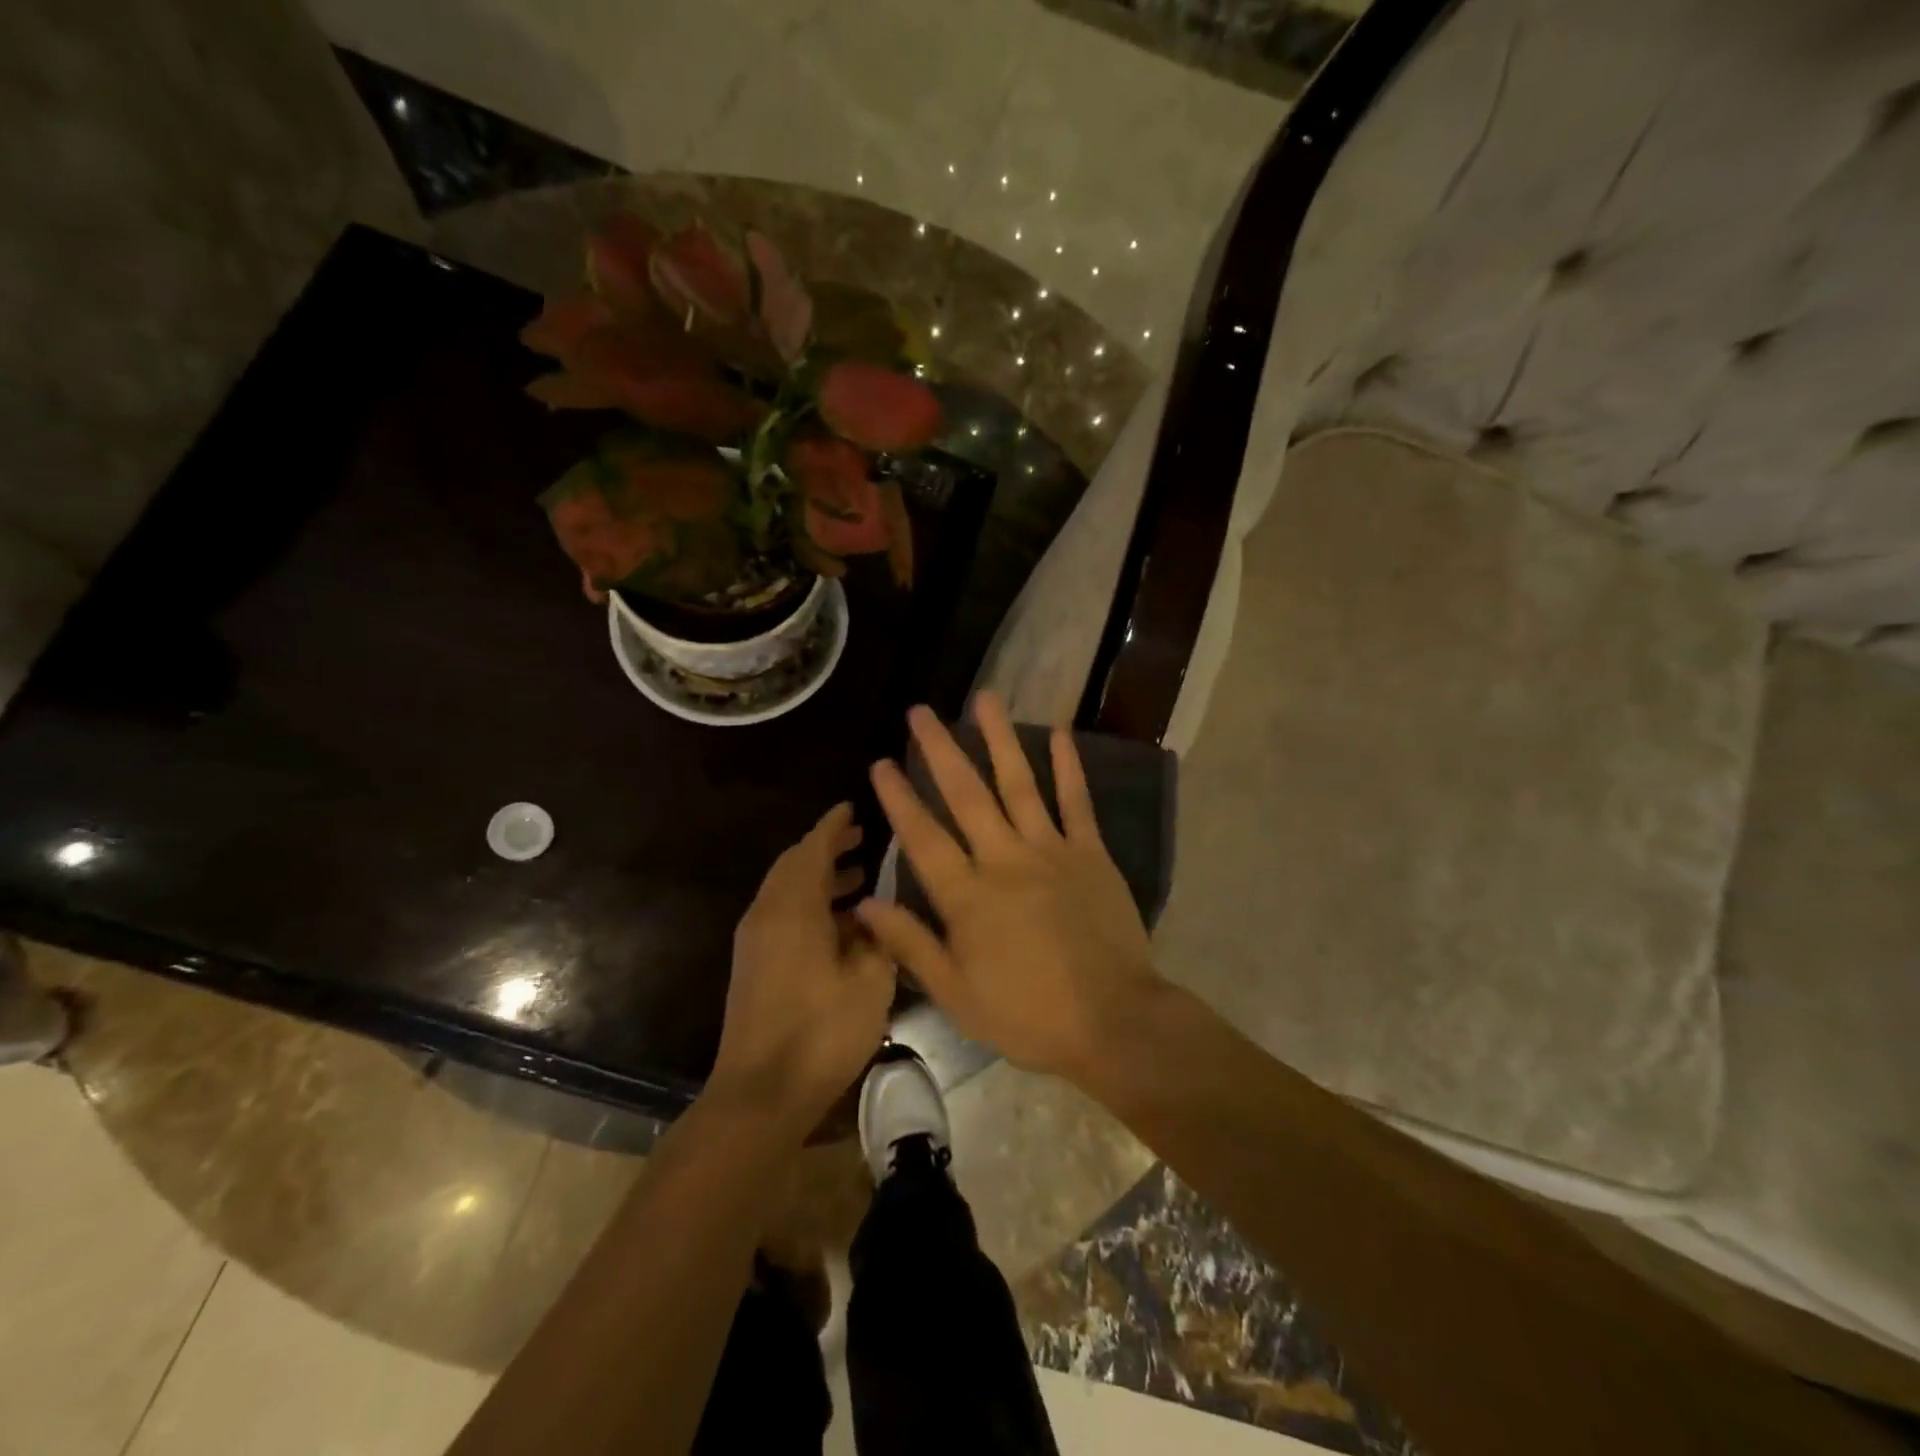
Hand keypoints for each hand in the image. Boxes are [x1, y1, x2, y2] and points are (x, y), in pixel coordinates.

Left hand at [709, 803, 895, 1133]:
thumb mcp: (870, 981)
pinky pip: (782, 914)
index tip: (853, 806)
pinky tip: (840, 924)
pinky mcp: (753, 965)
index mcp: (793, 908)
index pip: (812, 848)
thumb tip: (874, 913)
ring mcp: (755, 941)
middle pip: (794, 865)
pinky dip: (809, 903)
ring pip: (787, 891)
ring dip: (819, 877)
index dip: (833, 825)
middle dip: (826, 848)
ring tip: (859, 876)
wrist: (761, 1092)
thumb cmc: (821, 1032)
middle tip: (860, 837)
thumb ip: (878, 937)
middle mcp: (767, 914)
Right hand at [857, 692, 1160, 1081]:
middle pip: (966, 795)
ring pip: (1019, 784)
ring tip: (984, 698)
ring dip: (1000, 739)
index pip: (923, 837)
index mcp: (968, 896)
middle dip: (940, 750)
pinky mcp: (1091, 853)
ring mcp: (1052, 851)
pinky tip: (1058, 733)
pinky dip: (1068, 766)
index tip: (880, 762)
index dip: (899, 798)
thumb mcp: (956, 994)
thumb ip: (910, 944)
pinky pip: (1077, 802)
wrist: (1112, 1022)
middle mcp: (1005, 859)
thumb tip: (865, 903)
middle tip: (921, 712)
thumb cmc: (1028, 1015)